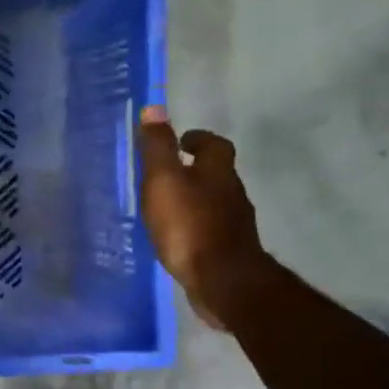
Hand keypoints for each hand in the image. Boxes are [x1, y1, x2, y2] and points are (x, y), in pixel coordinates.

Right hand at [135, 107, 266, 330]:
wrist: (223, 281)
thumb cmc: (189, 224)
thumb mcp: (164, 181)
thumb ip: (158, 147)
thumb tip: (155, 107)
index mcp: (217, 172)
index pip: (214, 144)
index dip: (198, 139)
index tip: (181, 140)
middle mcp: (232, 193)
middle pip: (217, 173)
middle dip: (195, 169)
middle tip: (169, 173)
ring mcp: (233, 224)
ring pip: (214, 202)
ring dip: (195, 199)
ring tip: (168, 206)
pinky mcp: (229, 251)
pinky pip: (210, 229)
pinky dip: (196, 226)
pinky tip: (178, 237)